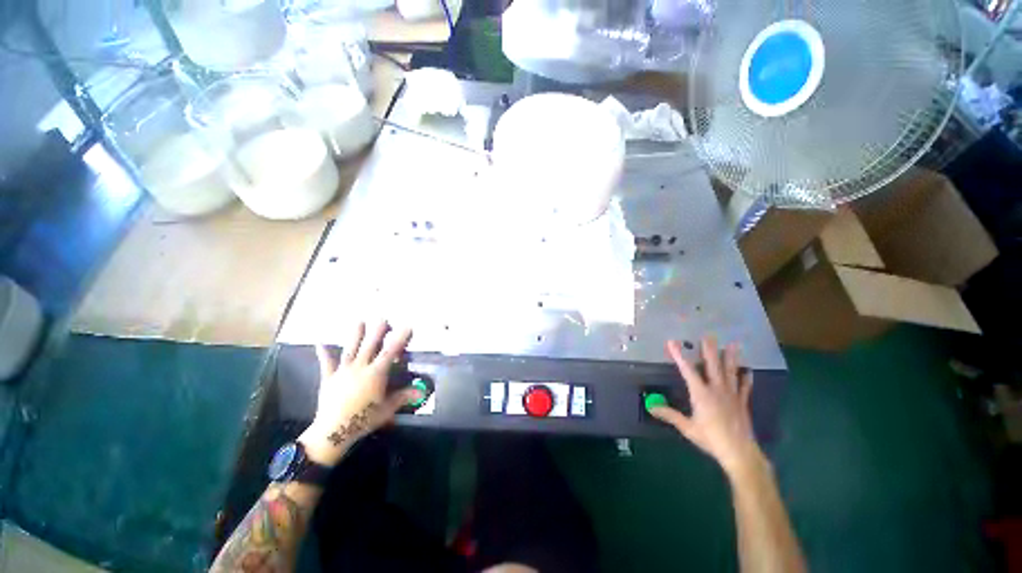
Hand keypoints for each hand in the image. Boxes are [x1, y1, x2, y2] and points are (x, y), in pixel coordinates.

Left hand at [299, 322, 420, 465]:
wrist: (333, 432)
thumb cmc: (363, 420)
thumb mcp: (387, 409)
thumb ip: (403, 397)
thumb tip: (421, 391)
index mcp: (376, 374)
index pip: (391, 352)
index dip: (400, 338)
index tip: (407, 326)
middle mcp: (360, 368)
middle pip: (370, 345)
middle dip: (378, 331)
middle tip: (382, 318)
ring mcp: (343, 372)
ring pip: (351, 349)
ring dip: (355, 335)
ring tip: (359, 322)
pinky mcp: (329, 379)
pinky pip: (327, 363)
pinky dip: (323, 353)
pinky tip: (319, 342)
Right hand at [650, 337, 762, 477]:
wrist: (739, 452)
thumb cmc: (710, 439)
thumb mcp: (687, 427)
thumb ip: (669, 415)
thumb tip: (650, 406)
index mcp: (701, 393)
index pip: (687, 370)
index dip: (678, 355)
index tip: (672, 342)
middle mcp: (716, 389)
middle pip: (713, 366)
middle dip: (709, 350)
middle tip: (709, 335)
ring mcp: (731, 395)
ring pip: (730, 372)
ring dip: (731, 358)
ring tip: (733, 345)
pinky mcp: (742, 403)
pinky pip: (744, 387)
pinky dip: (746, 378)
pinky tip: (748, 371)